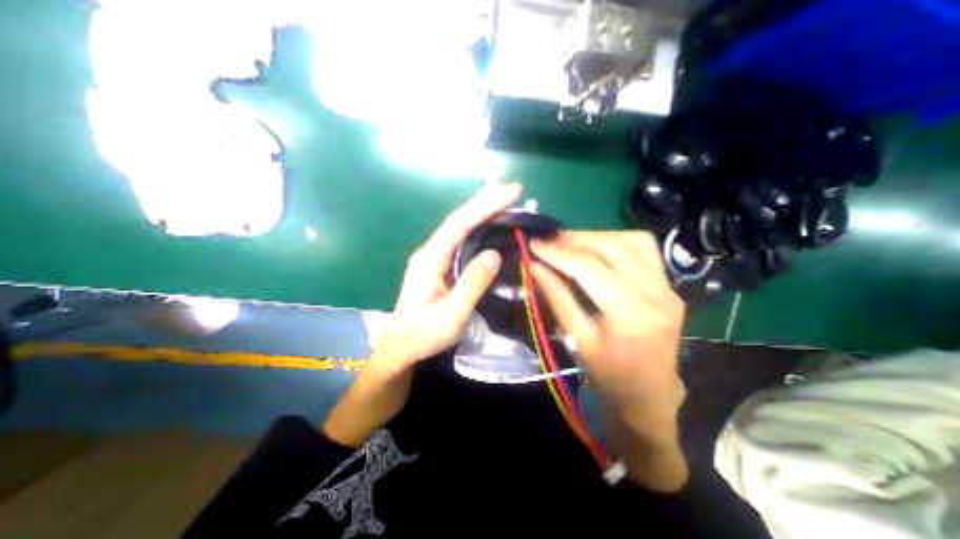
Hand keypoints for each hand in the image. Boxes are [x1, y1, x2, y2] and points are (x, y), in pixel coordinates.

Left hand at [377, 181, 524, 364]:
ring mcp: (434, 256)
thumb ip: (472, 285)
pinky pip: (461, 239)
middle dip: (486, 200)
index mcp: (431, 258)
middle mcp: (431, 250)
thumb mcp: (451, 315)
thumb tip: (494, 255)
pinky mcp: (439, 264)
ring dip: (482, 210)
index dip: (486, 205)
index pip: (461, 223)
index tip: (511, 192)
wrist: (401, 346)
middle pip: (460, 219)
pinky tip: (488, 222)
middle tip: (512, 188)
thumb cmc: (424, 334)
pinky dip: (477, 226)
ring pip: (460, 227)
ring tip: (504, 197)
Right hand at [528, 231, 686, 446]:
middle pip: (613, 248)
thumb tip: (535, 266)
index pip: (590, 269)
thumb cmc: (608, 376)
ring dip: (596, 236)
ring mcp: (669, 288)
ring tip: (569, 242)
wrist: (650, 396)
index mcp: (631, 315)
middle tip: (549, 240)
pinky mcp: (670, 286)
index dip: (558, 253)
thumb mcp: (577, 339)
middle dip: (575, 239)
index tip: (534, 243)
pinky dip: (617, 241)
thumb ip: (557, 297)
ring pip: (632, 241)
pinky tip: (598, 248)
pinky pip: (645, 250)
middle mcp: (657, 294)